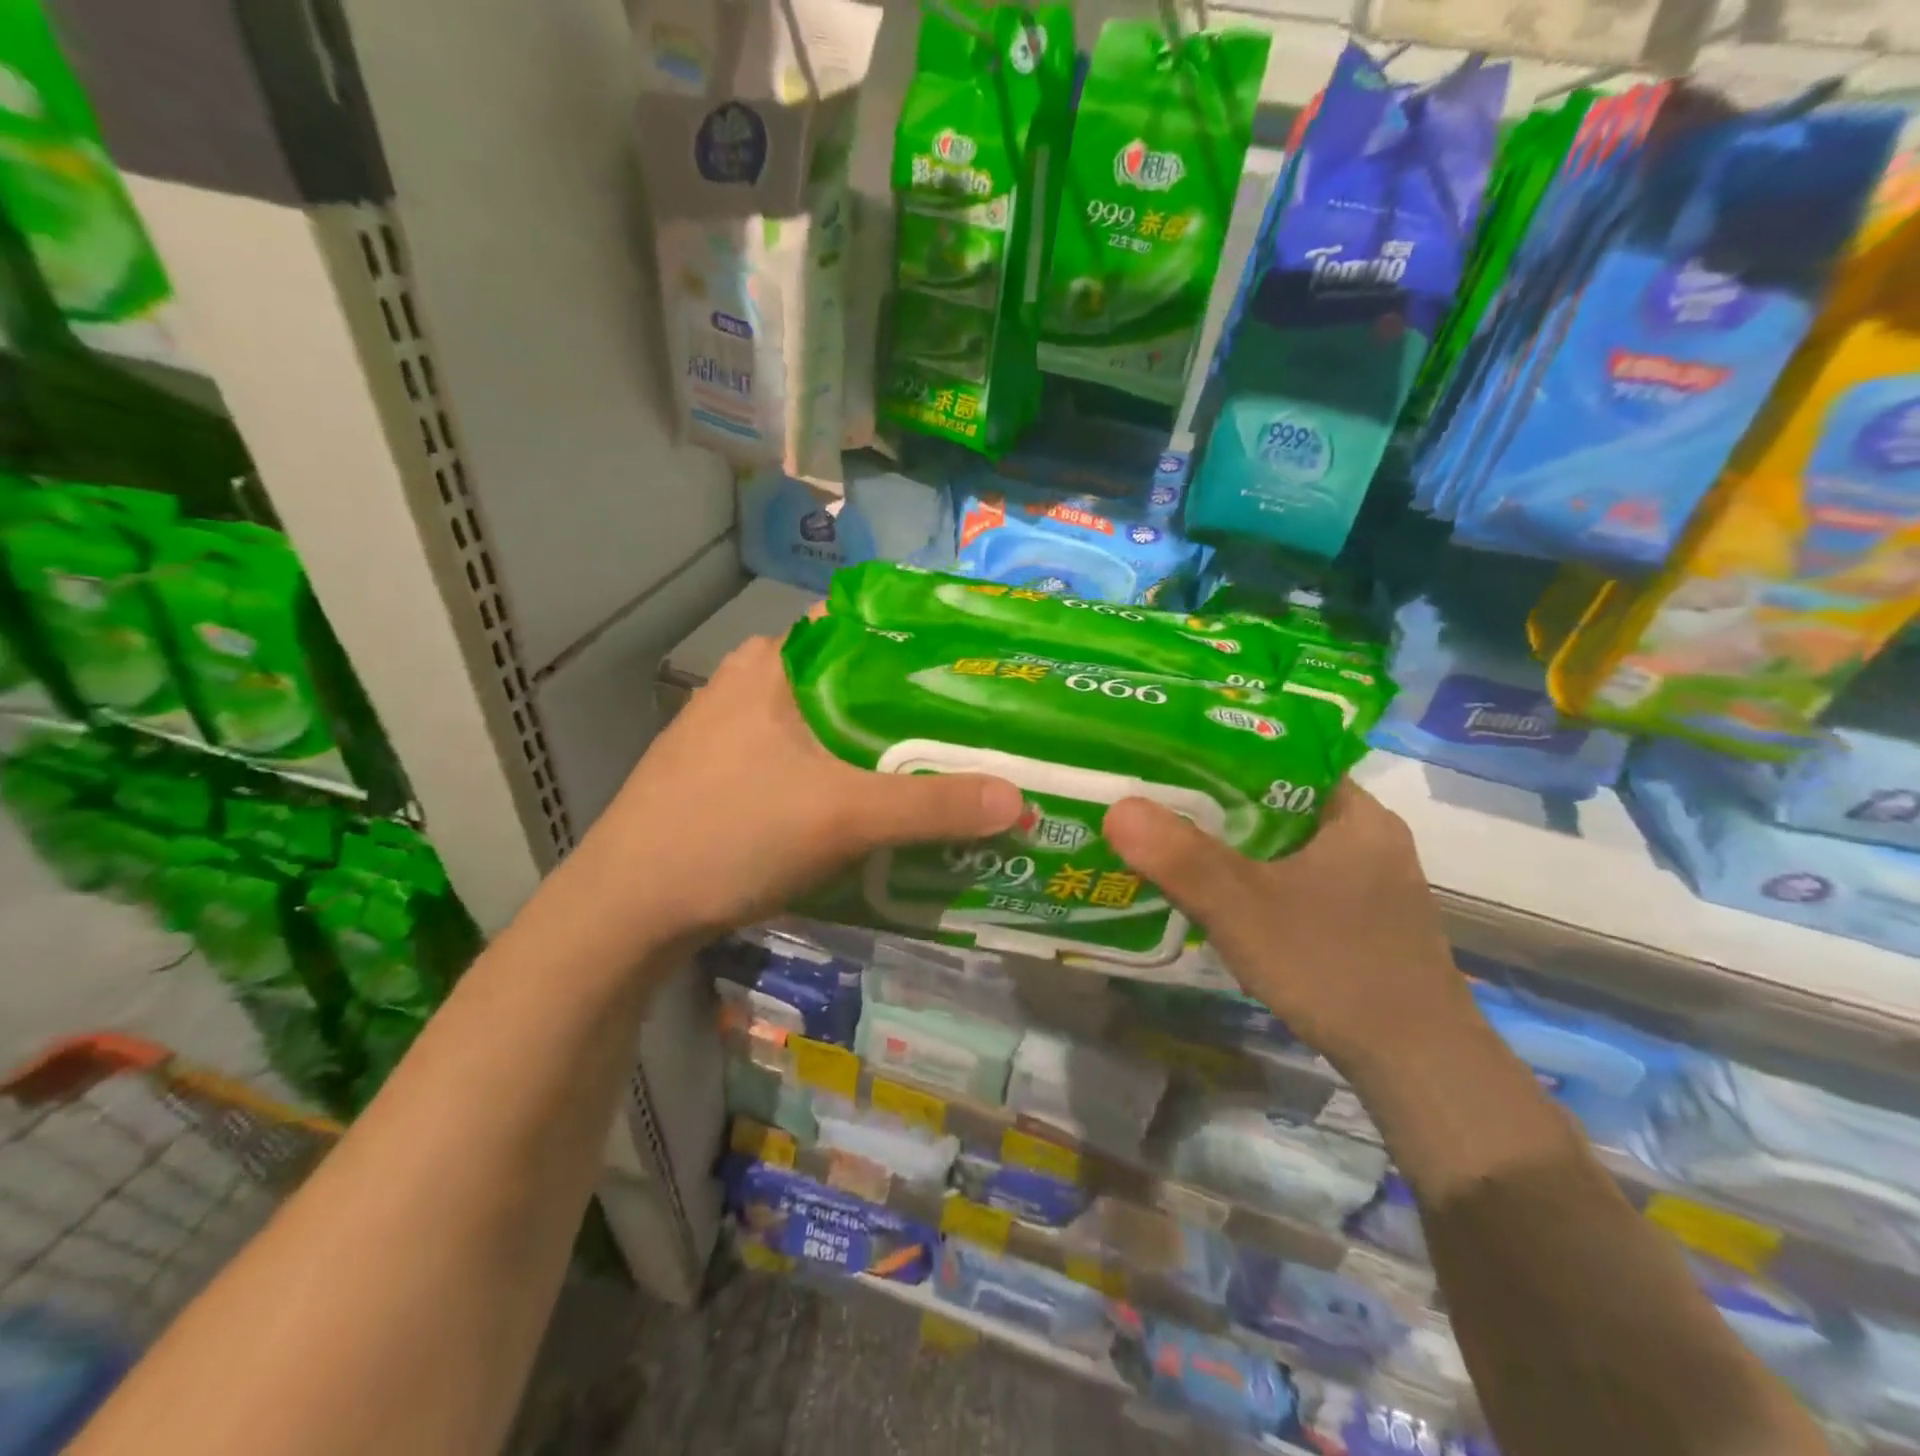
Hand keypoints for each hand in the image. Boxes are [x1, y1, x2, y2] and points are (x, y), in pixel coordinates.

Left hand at [580, 634, 1023, 946]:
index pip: (866, 631)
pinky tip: (874, 809)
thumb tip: (1019, 801)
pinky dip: (843, 778)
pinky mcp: (725, 775)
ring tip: (939, 773)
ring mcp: (732, 731)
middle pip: (854, 685)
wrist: (625, 910)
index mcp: (775, 663)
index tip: (977, 679)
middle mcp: (752, 683)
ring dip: (877, 752)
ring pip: (828, 729)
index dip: (924, 652)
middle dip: (910, 713)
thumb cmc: (730, 834)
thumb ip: (931, 807)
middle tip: (974, 736)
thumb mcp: (843, 816)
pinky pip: (804, 763)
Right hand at [1103, 781, 1476, 1081]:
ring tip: (1174, 840)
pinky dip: (1257, 878)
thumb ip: (1181, 859)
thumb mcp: (1245, 910)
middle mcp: (1368, 837)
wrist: (1419, 1068)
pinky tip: (1221, 895)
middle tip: (1157, 800)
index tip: (1169, 758)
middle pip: (1278, 801)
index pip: (1282, 755)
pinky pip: (1295, 877)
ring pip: (1285, 843)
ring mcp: (1369, 881)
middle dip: (1217, 802)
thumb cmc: (1335, 969)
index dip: (1223, 753)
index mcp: (1355, 813)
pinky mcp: (1361, 919)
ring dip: (1235, 844)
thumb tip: (1117, 808)